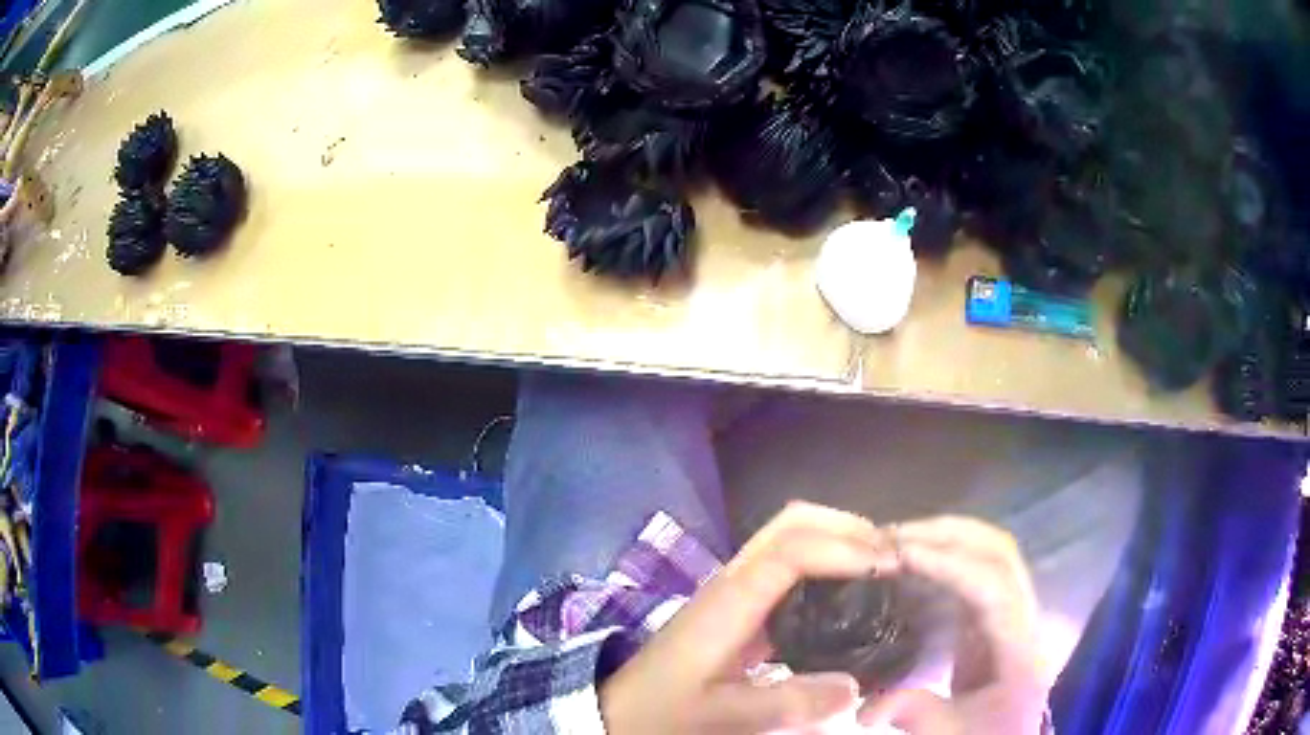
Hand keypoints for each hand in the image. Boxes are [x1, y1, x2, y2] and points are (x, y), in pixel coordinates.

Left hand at [599, 501, 899, 733]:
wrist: (623, 710)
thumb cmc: (664, 710)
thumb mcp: (722, 715)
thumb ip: (787, 704)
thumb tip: (855, 686)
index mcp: (730, 601)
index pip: (792, 550)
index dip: (845, 549)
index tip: (891, 567)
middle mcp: (734, 581)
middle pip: (792, 522)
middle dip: (847, 528)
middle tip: (892, 558)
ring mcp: (735, 588)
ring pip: (790, 536)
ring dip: (838, 538)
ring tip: (881, 568)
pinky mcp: (740, 604)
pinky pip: (788, 563)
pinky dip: (826, 560)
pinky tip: (849, 593)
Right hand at [859, 516, 1047, 733]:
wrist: (1008, 734)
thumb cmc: (985, 733)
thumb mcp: (952, 732)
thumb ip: (916, 714)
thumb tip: (865, 708)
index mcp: (1019, 643)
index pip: (992, 584)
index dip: (950, 563)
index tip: (902, 555)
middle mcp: (1023, 613)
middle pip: (999, 551)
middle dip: (948, 534)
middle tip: (893, 537)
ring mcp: (1012, 608)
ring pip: (991, 552)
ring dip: (947, 538)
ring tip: (899, 541)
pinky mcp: (996, 613)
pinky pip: (977, 568)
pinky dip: (947, 555)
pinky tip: (915, 562)